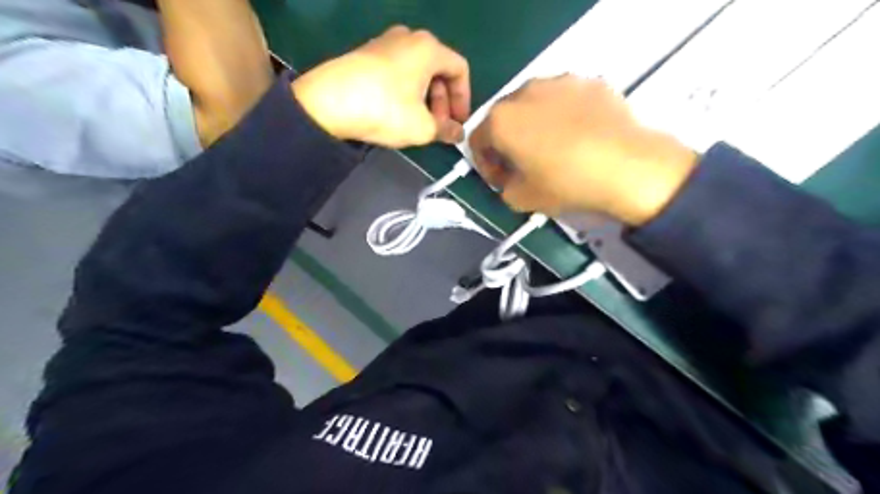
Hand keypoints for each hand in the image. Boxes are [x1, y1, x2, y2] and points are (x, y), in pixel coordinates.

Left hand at [291, 25, 471, 145]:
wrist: (328, 103)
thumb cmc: (385, 110)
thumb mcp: (423, 127)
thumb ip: (446, 130)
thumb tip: (457, 133)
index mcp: (429, 48)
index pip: (460, 70)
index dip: (464, 99)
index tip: (458, 122)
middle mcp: (409, 37)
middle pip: (438, 69)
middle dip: (443, 101)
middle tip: (438, 126)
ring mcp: (384, 43)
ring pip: (418, 71)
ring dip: (425, 98)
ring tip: (418, 122)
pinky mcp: (366, 54)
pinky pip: (398, 71)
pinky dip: (406, 91)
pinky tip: (398, 112)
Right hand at [471, 75, 698, 225]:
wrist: (628, 168)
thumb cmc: (566, 184)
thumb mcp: (522, 200)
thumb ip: (504, 188)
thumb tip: (509, 180)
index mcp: (501, 120)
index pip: (477, 140)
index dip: (486, 164)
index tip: (501, 180)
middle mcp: (525, 91)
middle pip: (505, 118)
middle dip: (508, 142)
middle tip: (524, 165)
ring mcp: (560, 82)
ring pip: (535, 105)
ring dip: (535, 125)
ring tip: (554, 148)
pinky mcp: (590, 82)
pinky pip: (565, 100)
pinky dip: (564, 116)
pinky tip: (581, 136)